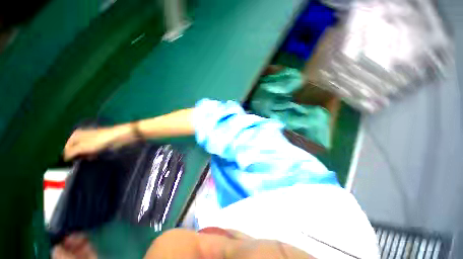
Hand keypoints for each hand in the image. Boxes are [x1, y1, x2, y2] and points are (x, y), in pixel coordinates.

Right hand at [63, 127, 123, 160]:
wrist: (120, 137)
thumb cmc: (100, 141)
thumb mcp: (82, 147)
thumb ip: (71, 153)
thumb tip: (64, 159)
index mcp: (75, 135)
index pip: (66, 149)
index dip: (69, 156)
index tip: (75, 161)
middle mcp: (81, 137)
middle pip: (75, 151)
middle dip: (79, 157)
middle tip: (85, 158)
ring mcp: (91, 141)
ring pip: (84, 153)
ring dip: (87, 157)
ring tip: (92, 157)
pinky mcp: (100, 145)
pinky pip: (92, 153)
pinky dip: (93, 155)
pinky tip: (96, 156)